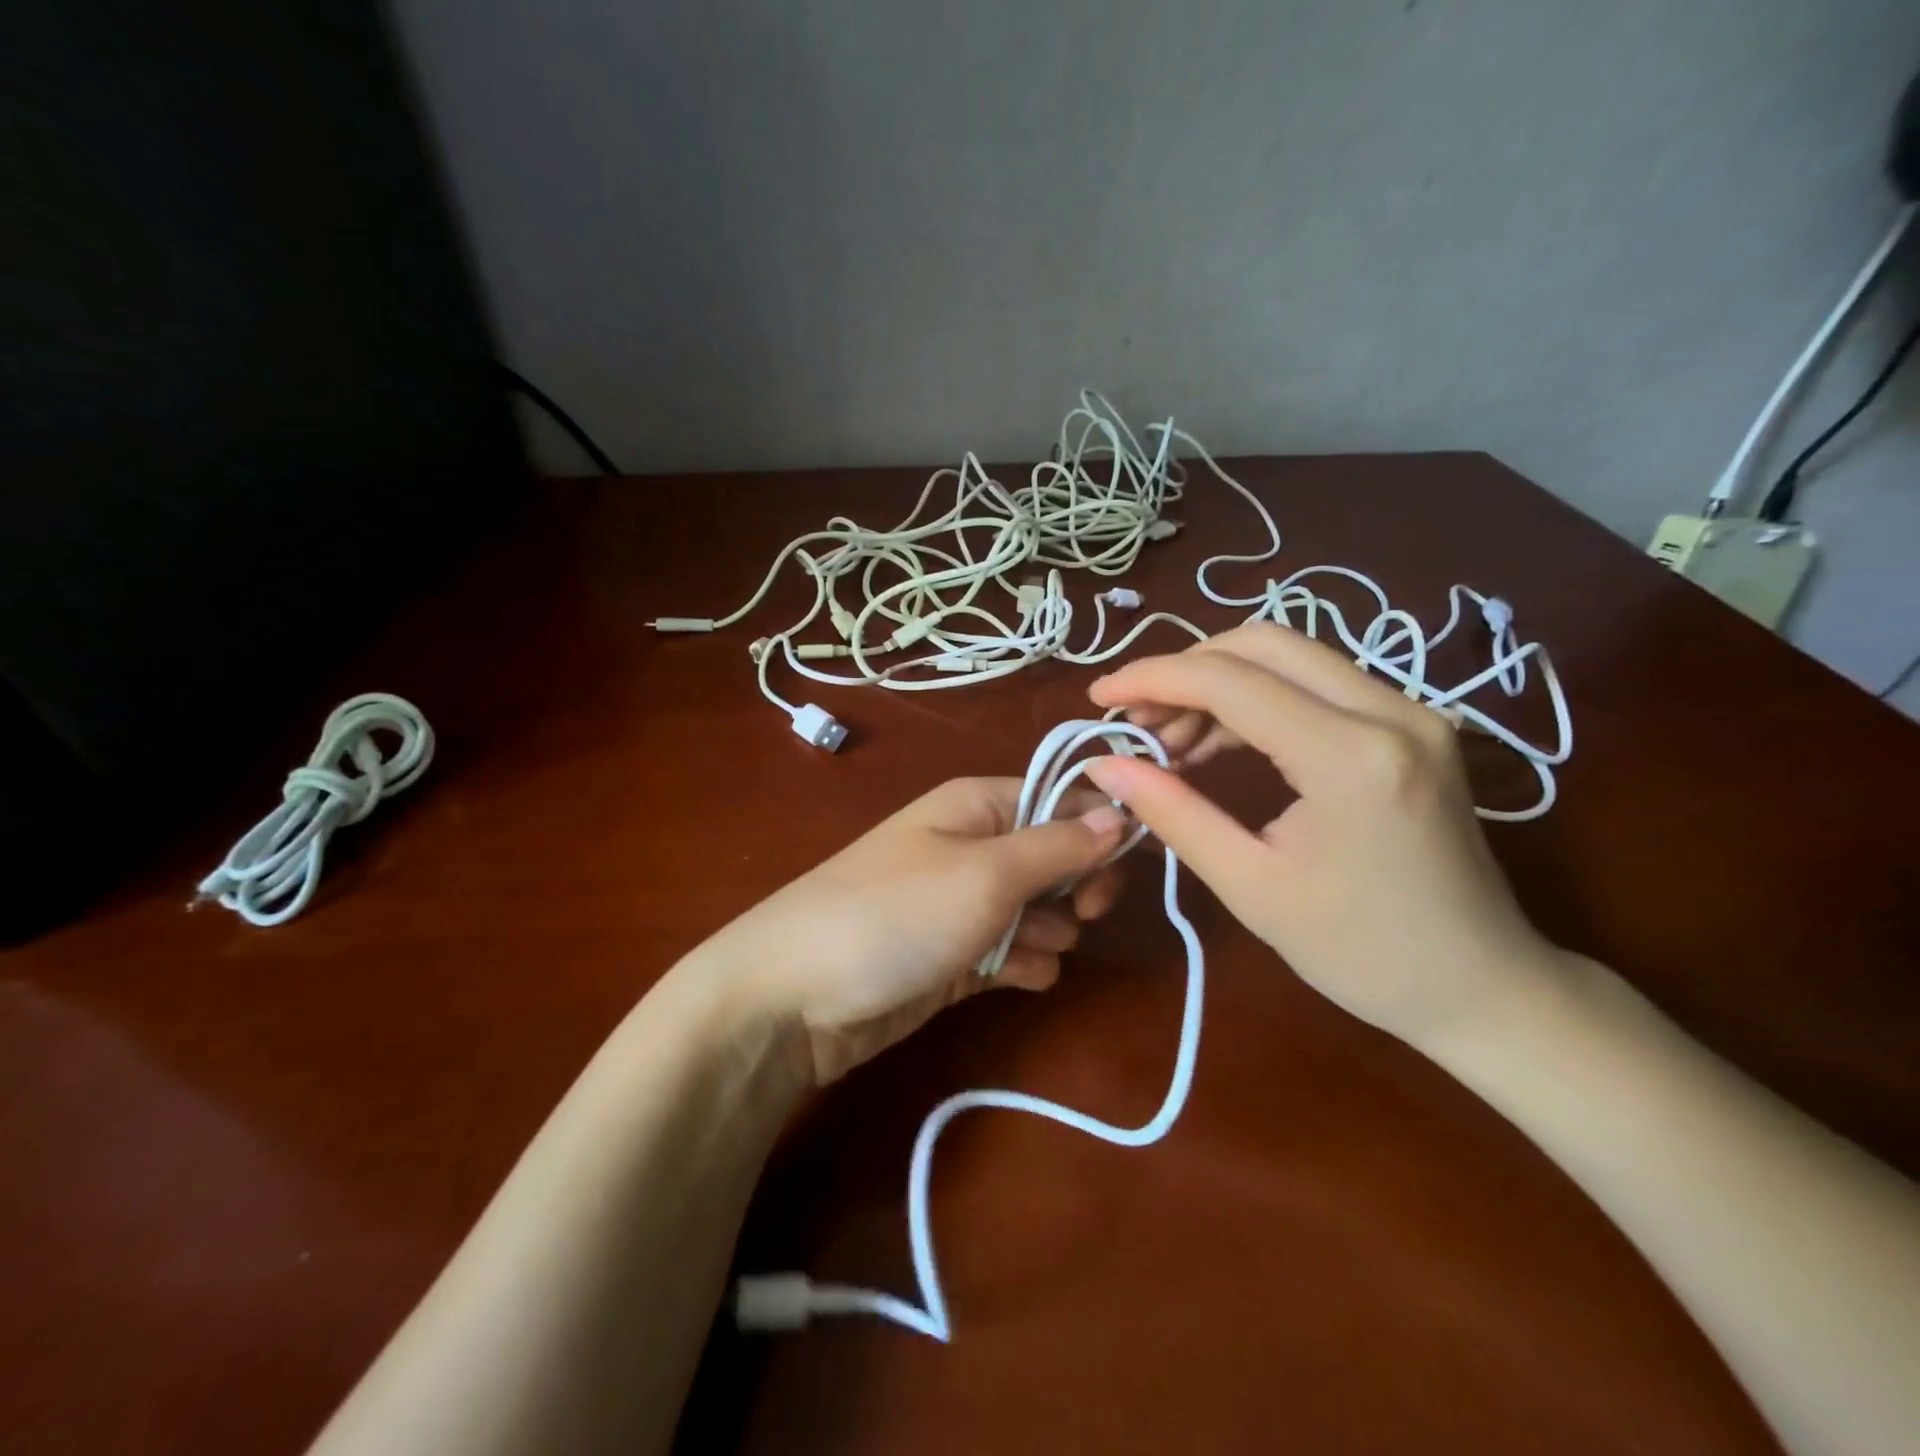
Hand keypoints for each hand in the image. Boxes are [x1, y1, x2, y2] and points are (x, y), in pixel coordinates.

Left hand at [693, 777, 1126, 1083]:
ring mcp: (963, 904)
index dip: (1102, 825)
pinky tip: (1015, 978)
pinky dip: (1024, 965)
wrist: (794, 998)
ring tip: (1021, 949)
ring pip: (1040, 910)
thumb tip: (1121, 812)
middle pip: (1057, 855)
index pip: (1062, 798)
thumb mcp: (987, 873)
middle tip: (1083, 913)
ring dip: (1049, 931)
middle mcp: (974, 847)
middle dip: (1077, 884)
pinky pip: (1013, 952)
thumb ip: (1058, 844)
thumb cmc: (896, 914)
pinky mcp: (956, 956)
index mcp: (978, 805)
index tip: (1135, 861)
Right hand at [1083, 624, 1557, 1046]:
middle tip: (1137, 721)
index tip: (1098, 699)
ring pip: (1289, 655)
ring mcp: (1410, 710)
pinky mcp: (1411, 723)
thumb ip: (1173, 813)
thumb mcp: (1250, 887)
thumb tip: (1104, 765)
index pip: (1230, 680)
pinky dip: (1255, 699)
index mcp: (1350, 758)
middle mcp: (1389, 711)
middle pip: (1262, 644)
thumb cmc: (1361, 953)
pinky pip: (1315, 682)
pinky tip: (1220, 742)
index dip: (1151, 679)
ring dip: (1217, 683)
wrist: (1481, 986)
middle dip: (1184, 671)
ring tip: (1171, 739)